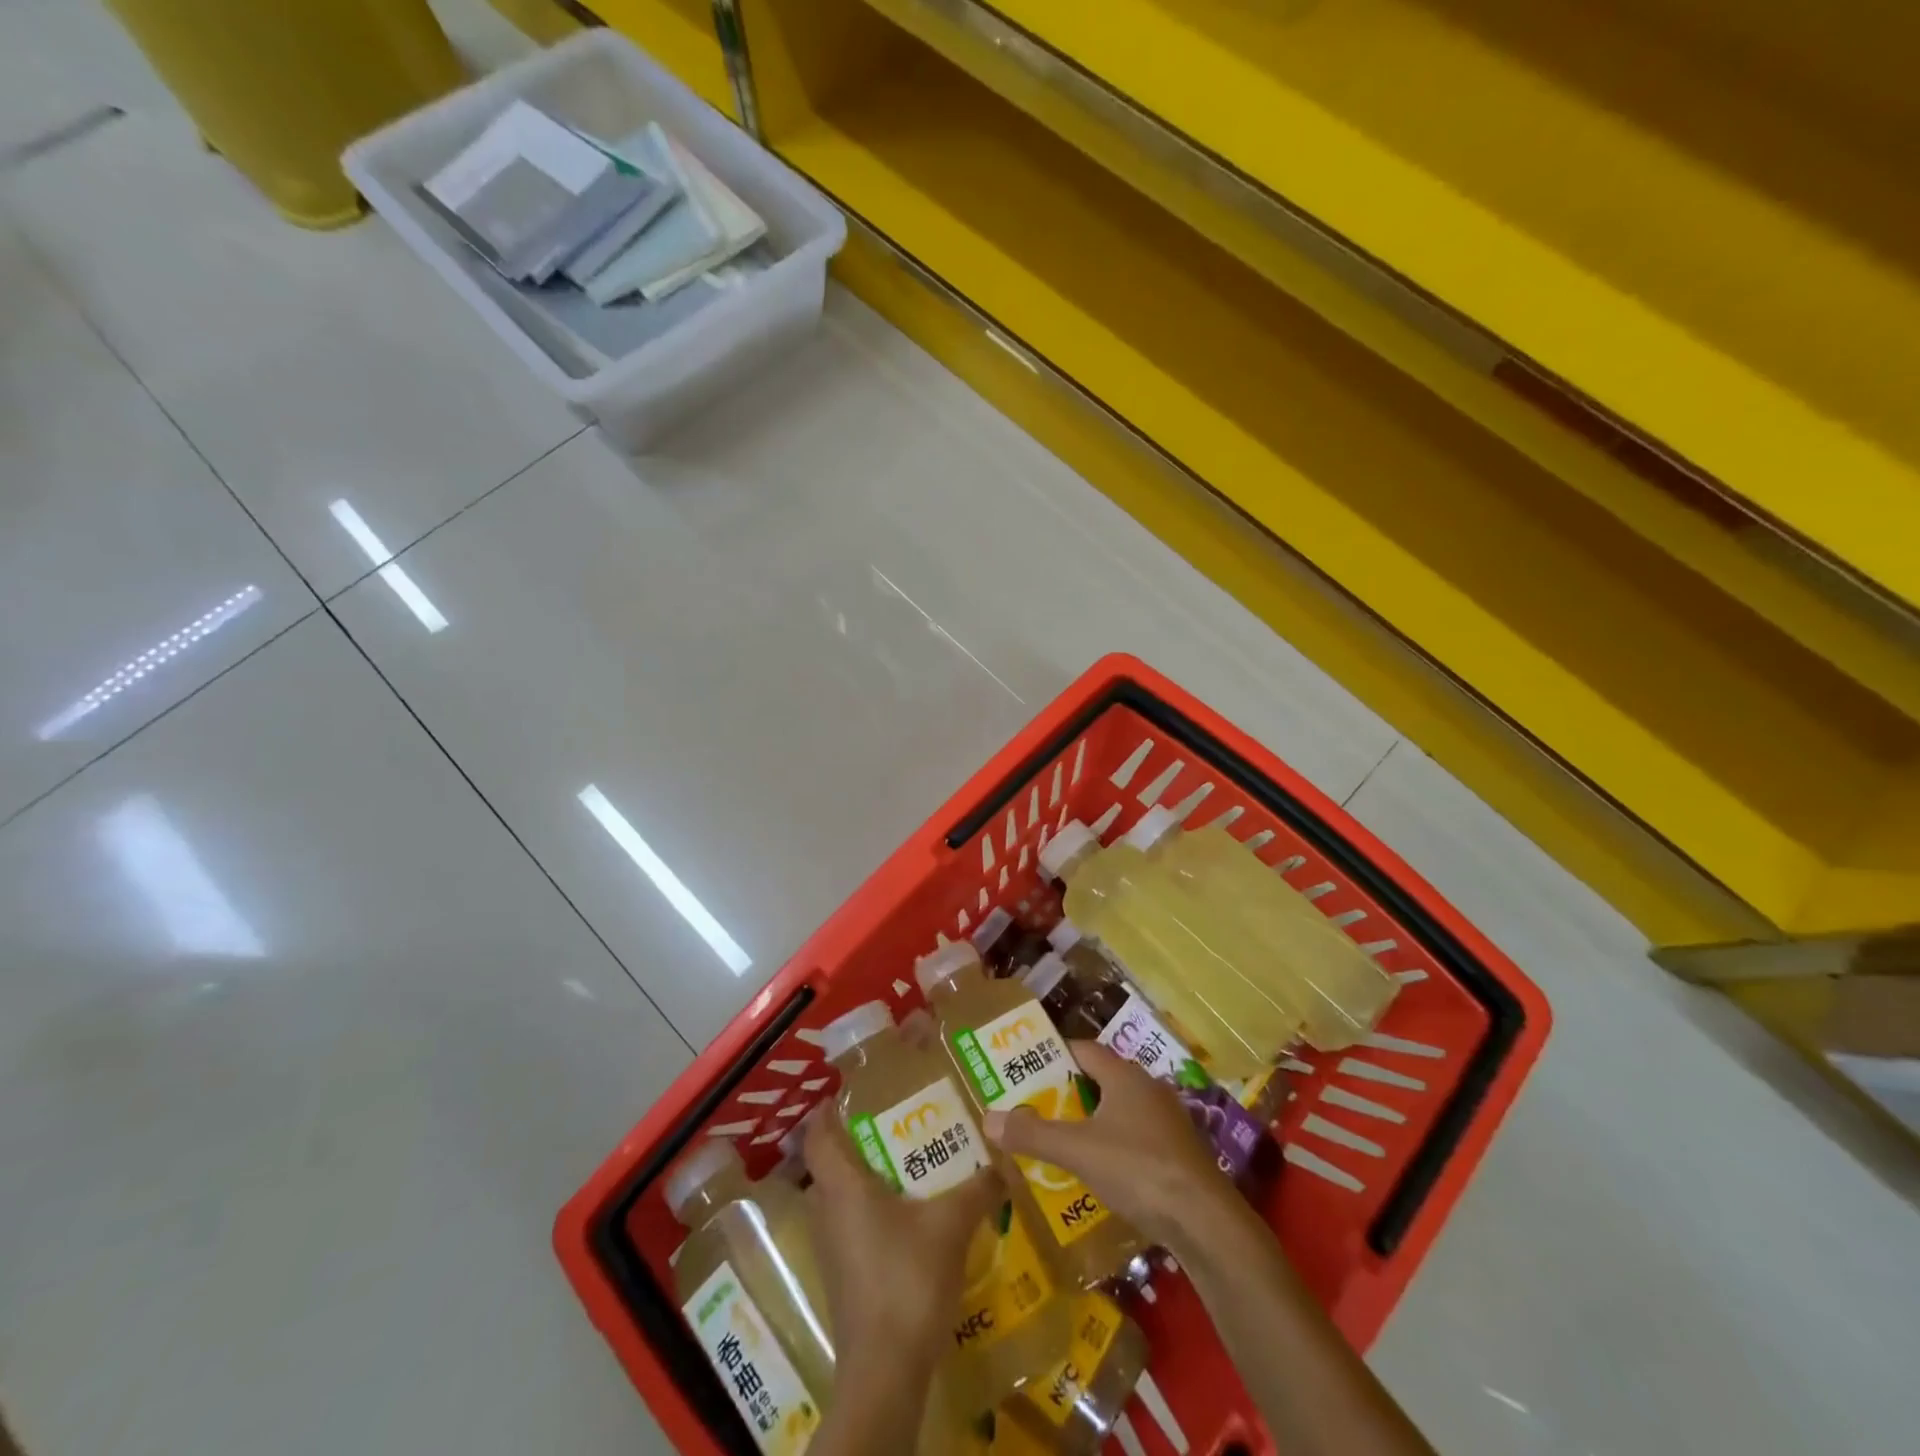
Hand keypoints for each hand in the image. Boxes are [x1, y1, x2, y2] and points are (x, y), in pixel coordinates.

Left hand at [802, 1113, 1003, 1364]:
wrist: (885, 1372)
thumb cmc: (908, 1280)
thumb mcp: (951, 1225)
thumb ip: (978, 1188)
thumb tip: (1005, 1163)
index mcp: (842, 1188)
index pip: (818, 1137)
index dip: (825, 1112)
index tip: (845, 1092)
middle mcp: (828, 1213)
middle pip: (829, 1166)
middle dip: (854, 1142)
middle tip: (892, 1122)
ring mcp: (833, 1250)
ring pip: (840, 1200)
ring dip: (864, 1180)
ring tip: (905, 1164)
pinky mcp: (844, 1279)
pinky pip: (851, 1228)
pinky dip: (871, 1213)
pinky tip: (907, 1217)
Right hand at [983, 1039, 1233, 1248]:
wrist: (1204, 1220)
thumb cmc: (1137, 1169)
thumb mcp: (1077, 1150)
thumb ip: (1033, 1134)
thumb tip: (988, 1117)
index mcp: (1124, 1076)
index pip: (1084, 1049)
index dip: (1056, 1055)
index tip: (1029, 1068)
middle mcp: (1148, 1088)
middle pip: (1102, 1079)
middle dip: (1070, 1091)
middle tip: (1037, 1106)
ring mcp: (1168, 1120)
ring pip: (1120, 1109)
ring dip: (1093, 1120)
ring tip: (1061, 1140)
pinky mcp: (1179, 1152)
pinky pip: (1137, 1136)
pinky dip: (1115, 1144)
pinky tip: (1099, 1171)